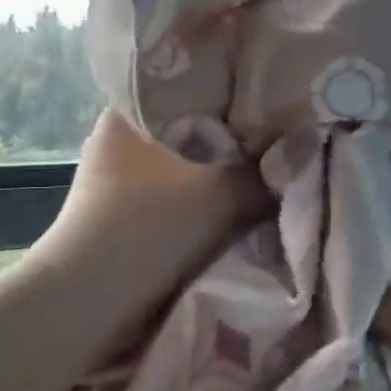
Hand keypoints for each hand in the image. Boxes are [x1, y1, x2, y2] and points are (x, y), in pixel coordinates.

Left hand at [32, 110, 266, 352]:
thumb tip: (303, 148)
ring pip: (186, 167)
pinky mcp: (123, 215)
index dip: (236, 94)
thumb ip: (264, 169)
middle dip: (234, 142)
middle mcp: (120, 138)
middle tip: (280, 142)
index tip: (275, 103)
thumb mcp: (220, 192)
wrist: (86, 303)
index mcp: (130, 112)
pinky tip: (236, 206)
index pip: (193, 86)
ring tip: (266, 173)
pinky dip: (202, 202)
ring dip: (219, 177)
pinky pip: (175, 197)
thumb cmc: (149, 227)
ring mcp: (118, 180)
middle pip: (193, 130)